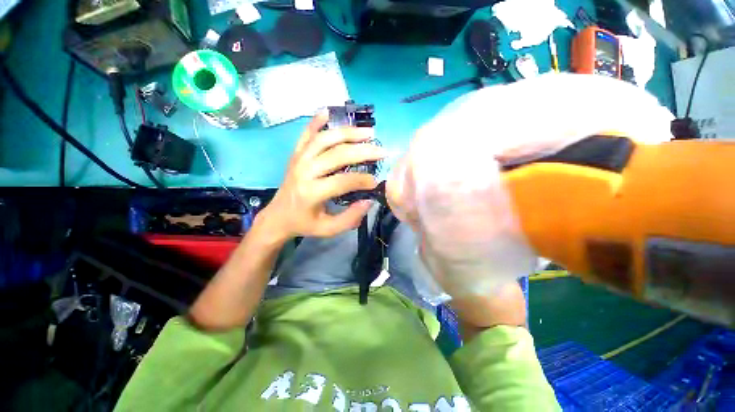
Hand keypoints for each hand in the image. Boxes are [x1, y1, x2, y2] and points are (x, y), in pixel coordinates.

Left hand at [261, 113, 386, 240]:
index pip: (343, 181)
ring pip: (324, 139)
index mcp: (311, 192)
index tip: (375, 182)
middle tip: (381, 150)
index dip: (362, 180)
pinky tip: (328, 111)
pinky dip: (316, 121)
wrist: (277, 217)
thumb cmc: (304, 224)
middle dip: (362, 151)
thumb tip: (369, 200)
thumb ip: (350, 218)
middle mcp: (304, 171)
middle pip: (337, 155)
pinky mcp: (295, 154)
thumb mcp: (328, 229)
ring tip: (368, 131)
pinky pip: (306, 134)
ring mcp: (298, 160)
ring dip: (348, 133)